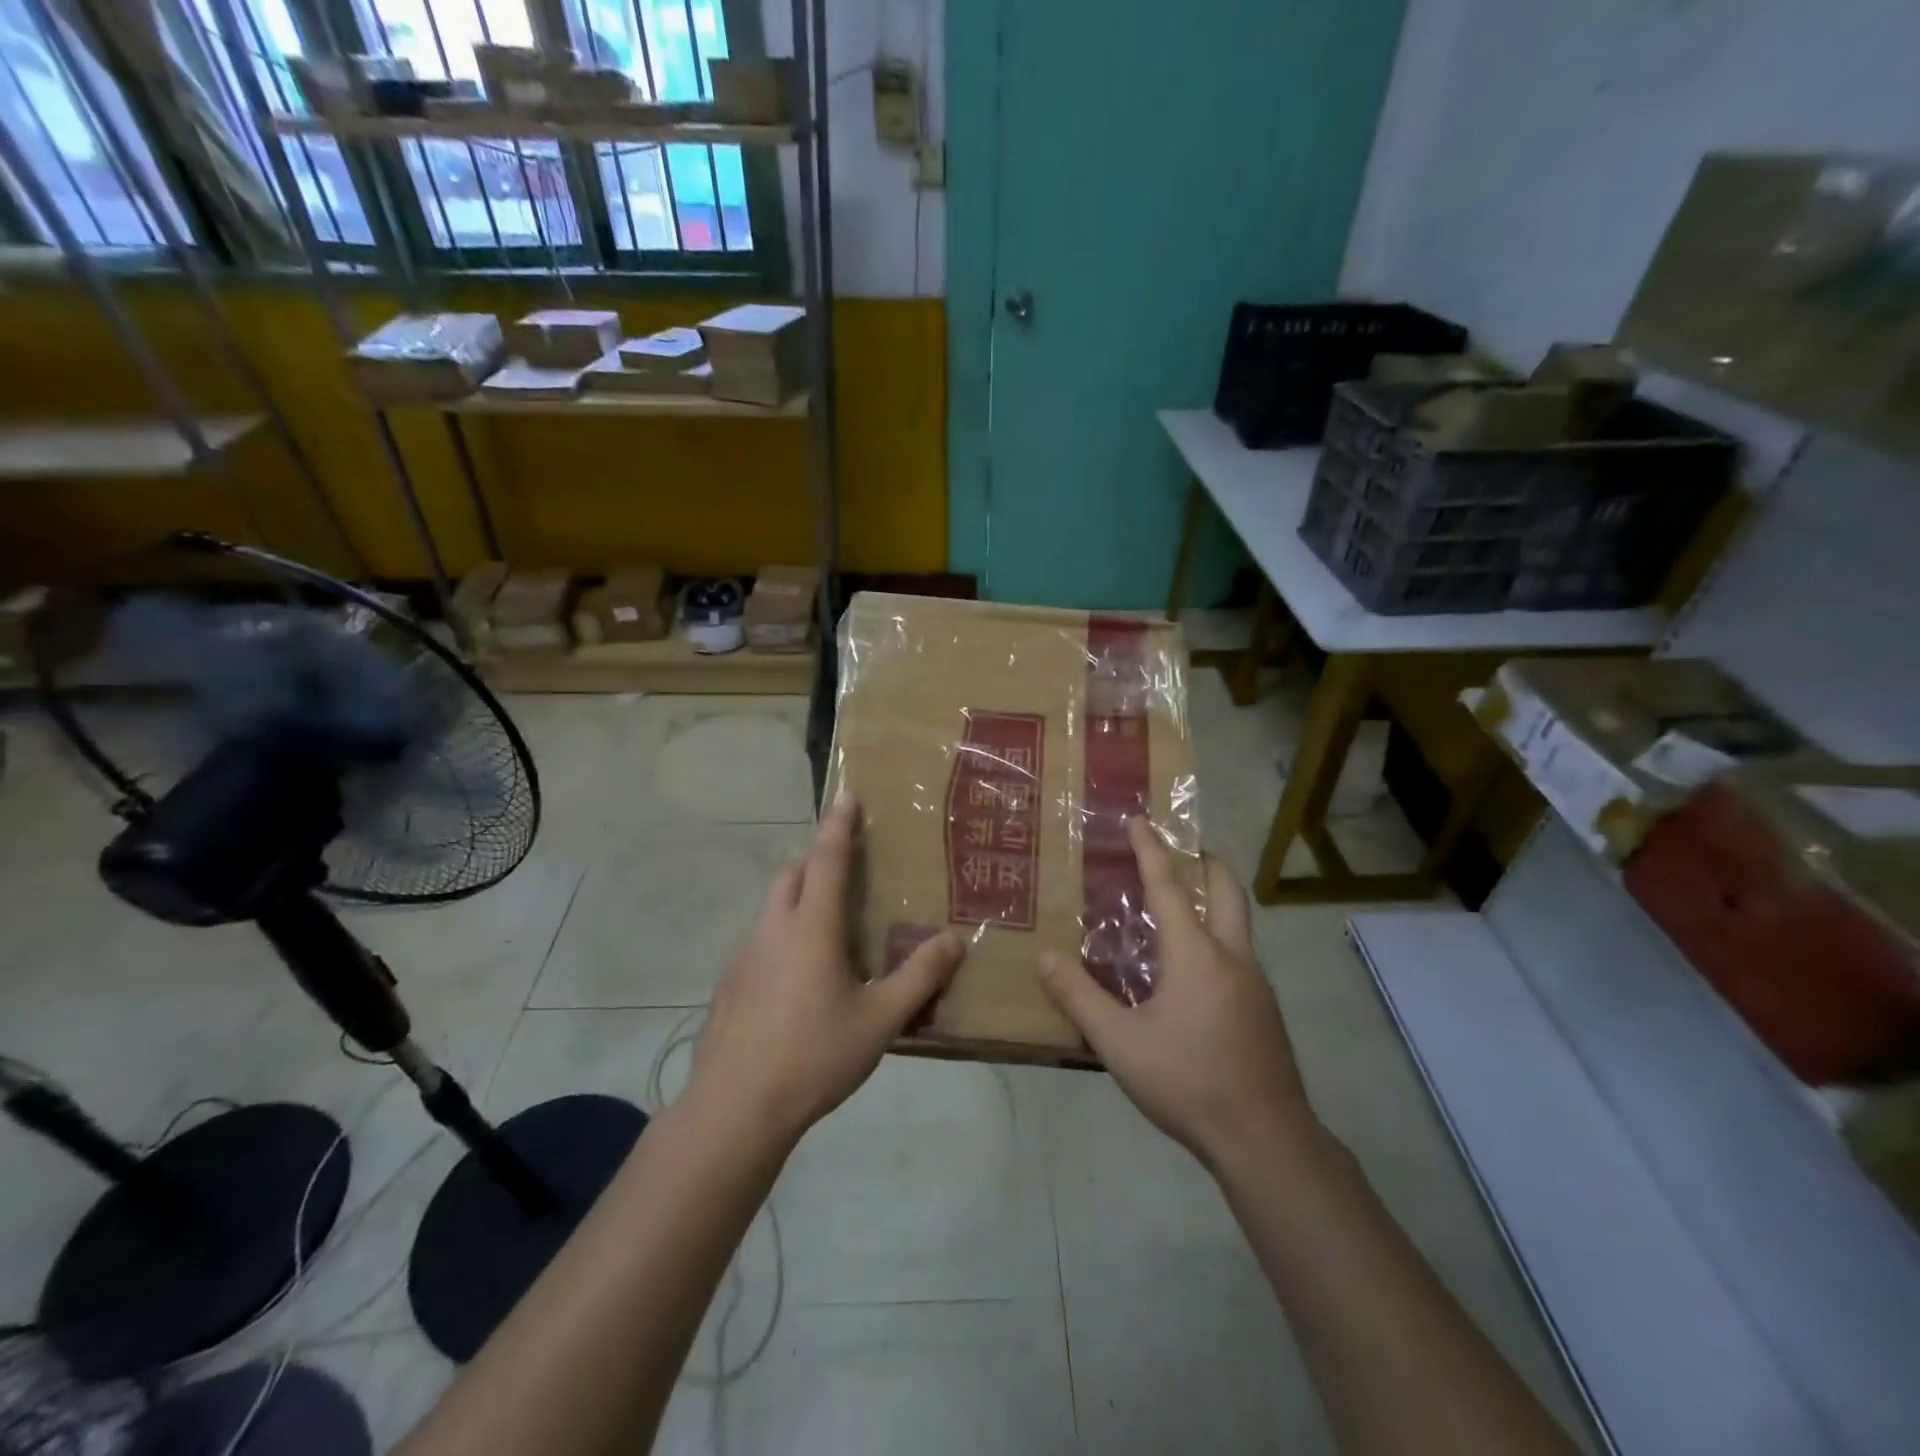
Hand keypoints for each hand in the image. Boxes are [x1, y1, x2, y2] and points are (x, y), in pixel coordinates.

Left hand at [684, 797, 965, 1150]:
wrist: (735, 1108)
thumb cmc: (814, 1056)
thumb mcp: (880, 1020)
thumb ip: (919, 977)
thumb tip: (954, 940)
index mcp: (811, 927)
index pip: (827, 859)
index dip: (839, 824)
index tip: (846, 793)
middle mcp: (773, 929)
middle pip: (792, 874)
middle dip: (816, 859)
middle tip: (846, 869)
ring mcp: (744, 956)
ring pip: (772, 907)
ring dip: (798, 898)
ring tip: (828, 928)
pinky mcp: (729, 984)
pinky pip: (760, 940)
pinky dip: (782, 935)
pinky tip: (798, 979)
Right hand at [1039, 819, 1317, 1171]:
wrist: (1266, 1141)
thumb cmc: (1188, 1082)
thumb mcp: (1120, 1043)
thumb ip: (1080, 998)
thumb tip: (1046, 958)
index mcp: (1197, 955)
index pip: (1169, 887)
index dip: (1151, 851)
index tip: (1140, 820)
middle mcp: (1232, 957)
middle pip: (1226, 891)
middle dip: (1206, 862)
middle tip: (1184, 848)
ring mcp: (1256, 985)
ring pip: (1237, 924)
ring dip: (1214, 900)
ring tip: (1181, 907)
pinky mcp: (1264, 1011)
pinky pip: (1239, 954)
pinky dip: (1217, 937)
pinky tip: (1193, 971)